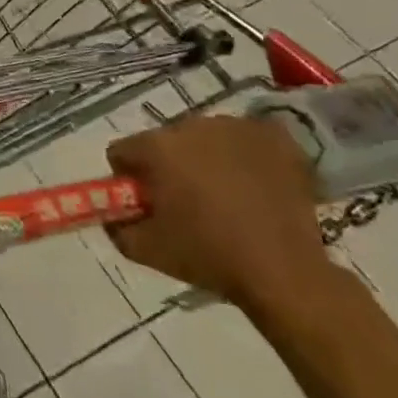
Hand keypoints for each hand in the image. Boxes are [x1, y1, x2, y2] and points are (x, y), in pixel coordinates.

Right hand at [105, 115, 334, 310]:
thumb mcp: (143, 249)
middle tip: (185, 202)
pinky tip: (252, 182)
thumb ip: (115, 224)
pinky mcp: (274, 136)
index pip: (122, 152)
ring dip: (204, 158)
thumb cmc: (208, 256)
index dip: (128, 179)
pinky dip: (242, 155)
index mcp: (157, 147)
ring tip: (224, 195)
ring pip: (204, 137)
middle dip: (167, 166)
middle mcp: (192, 125)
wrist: (285, 272)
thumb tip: (112, 213)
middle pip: (163, 141)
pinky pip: (244, 137)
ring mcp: (237, 127)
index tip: (145, 203)